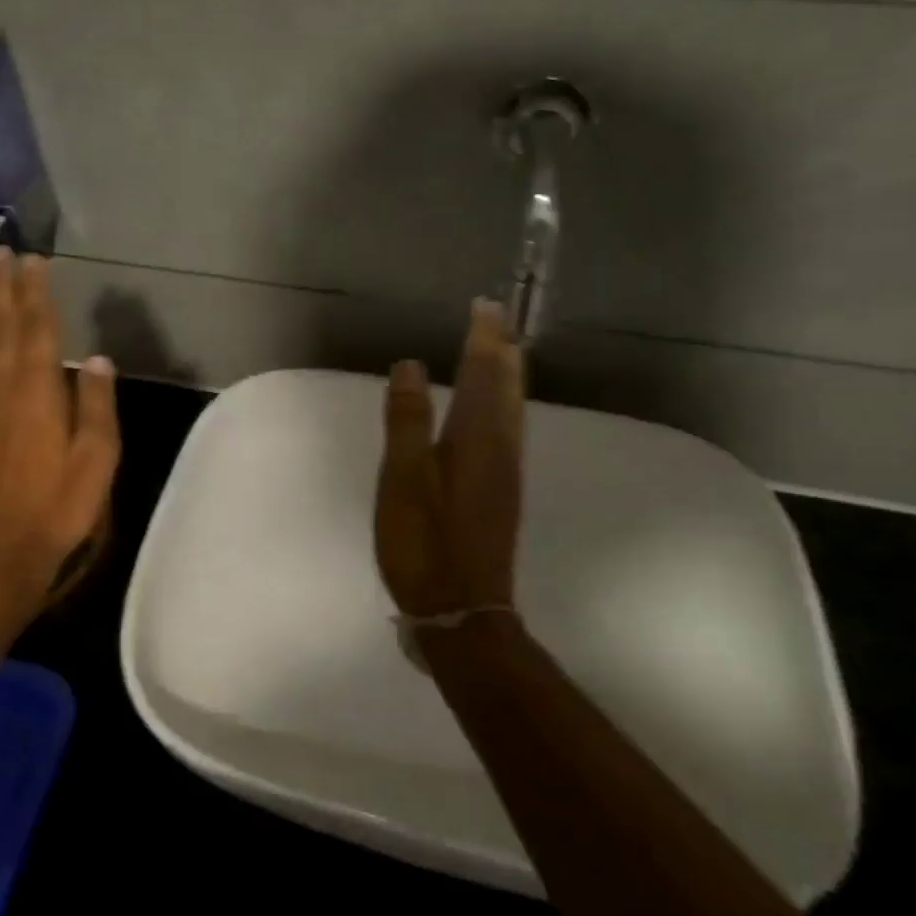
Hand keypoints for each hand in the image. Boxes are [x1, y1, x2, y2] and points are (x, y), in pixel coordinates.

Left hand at [0, 249, 119, 616]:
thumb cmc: (58, 506)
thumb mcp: (97, 460)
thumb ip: (98, 405)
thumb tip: (98, 359)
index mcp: (38, 392)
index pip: (37, 329)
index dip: (36, 292)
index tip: (34, 261)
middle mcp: (2, 387)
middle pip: (2, 326)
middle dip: (2, 287)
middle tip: (0, 253)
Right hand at [375, 299, 523, 617]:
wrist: (462, 610)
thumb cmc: (425, 543)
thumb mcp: (404, 479)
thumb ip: (408, 420)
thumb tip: (412, 364)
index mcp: (476, 438)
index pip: (483, 373)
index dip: (484, 338)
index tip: (487, 304)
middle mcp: (500, 447)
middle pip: (506, 386)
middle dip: (502, 348)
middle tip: (498, 316)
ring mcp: (505, 472)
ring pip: (511, 407)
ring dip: (506, 372)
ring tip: (501, 349)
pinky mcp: (500, 492)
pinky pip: (507, 428)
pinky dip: (502, 402)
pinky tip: (493, 410)